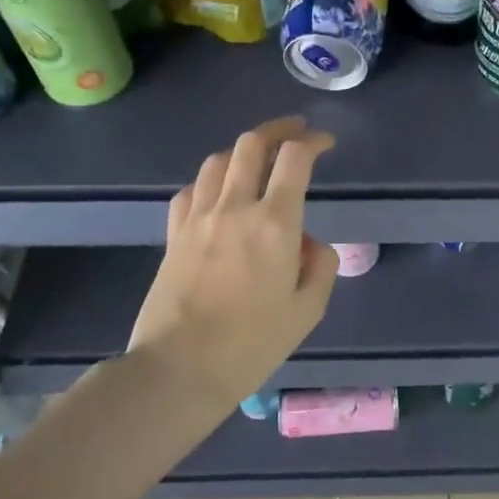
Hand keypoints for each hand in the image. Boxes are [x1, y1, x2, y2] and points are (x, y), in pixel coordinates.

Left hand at [128, 116, 339, 405]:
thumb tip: (308, 242)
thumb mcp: (308, 310)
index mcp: (275, 223)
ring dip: (243, 151)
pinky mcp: (174, 234)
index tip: (325, 143)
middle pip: (251, 144)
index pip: (294, 158)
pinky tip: (219, 193)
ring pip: (218, 160)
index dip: (313, 142)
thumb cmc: (251, 344)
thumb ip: (320, 265)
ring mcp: (198, 218)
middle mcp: (235, 207)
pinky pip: (192, 189)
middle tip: (295, 132)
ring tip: (258, 160)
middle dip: (278, 130)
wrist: (179, 369)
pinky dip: (211, 180)